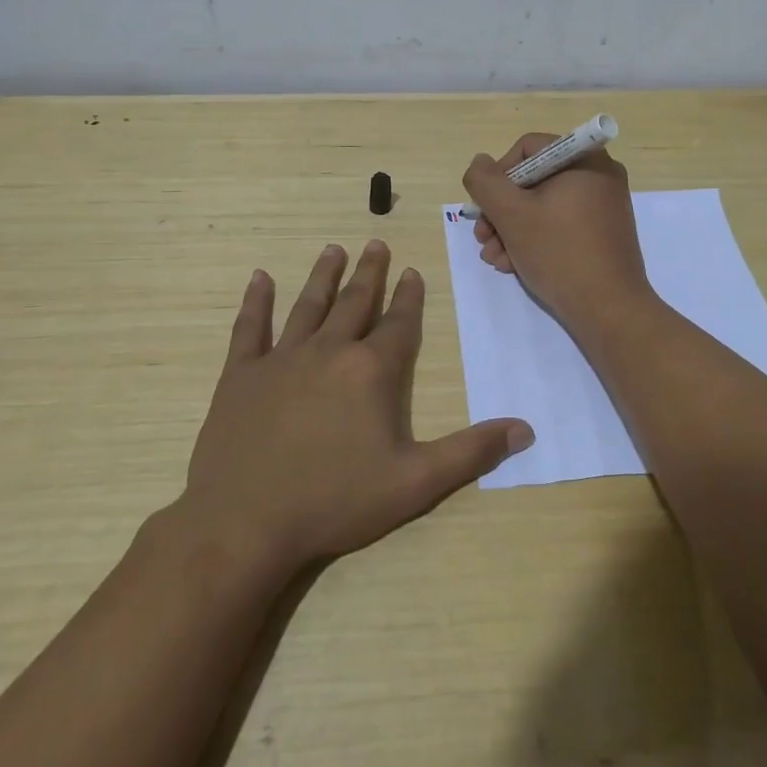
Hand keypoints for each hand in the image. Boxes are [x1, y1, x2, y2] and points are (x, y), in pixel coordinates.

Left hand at [179, 241, 534, 575]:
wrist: (244, 523)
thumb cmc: (334, 502)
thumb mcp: (414, 483)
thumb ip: (470, 452)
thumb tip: (525, 428)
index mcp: (370, 371)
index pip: (397, 324)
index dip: (408, 297)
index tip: (412, 271)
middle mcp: (328, 352)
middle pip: (354, 302)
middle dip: (369, 273)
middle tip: (375, 243)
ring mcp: (281, 359)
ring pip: (308, 305)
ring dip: (323, 276)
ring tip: (333, 249)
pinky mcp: (241, 375)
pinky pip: (250, 328)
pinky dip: (256, 301)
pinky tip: (260, 277)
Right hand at [462, 135, 653, 333]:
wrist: (609, 310)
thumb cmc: (559, 253)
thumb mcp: (511, 215)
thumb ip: (486, 182)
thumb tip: (479, 163)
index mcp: (584, 159)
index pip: (528, 149)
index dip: (499, 175)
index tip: (485, 208)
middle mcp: (599, 175)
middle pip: (533, 180)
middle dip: (501, 210)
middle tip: (483, 238)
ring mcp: (603, 206)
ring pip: (543, 205)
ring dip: (511, 229)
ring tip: (495, 258)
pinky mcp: (602, 233)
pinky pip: (560, 224)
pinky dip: (535, 239)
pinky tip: (513, 265)